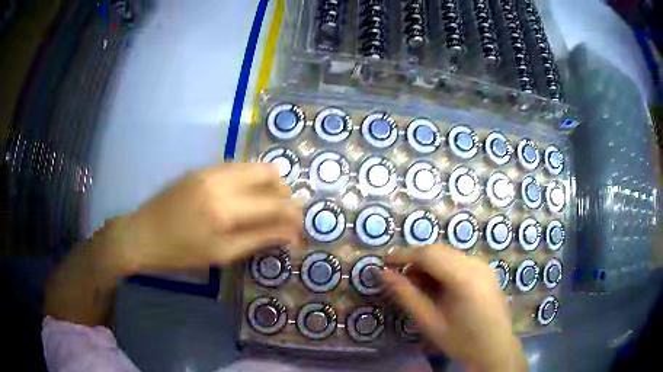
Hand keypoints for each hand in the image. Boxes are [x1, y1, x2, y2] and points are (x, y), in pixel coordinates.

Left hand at [118, 162, 302, 272]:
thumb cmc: (180, 254)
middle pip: (269, 173)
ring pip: (253, 165)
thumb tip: (291, 235)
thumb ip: (259, 240)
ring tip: (265, 207)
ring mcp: (209, 169)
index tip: (299, 229)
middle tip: (282, 216)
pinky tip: (243, 198)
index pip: (275, 205)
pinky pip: (236, 166)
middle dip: (284, 194)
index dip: (293, 216)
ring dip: (268, 184)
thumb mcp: (221, 254)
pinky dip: (249, 179)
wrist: (142, 235)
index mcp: (225, 209)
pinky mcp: (201, 168)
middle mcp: (220, 180)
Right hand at [382, 245, 526, 371]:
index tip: (384, 261)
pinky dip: (444, 268)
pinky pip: (460, 261)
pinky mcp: (487, 270)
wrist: (494, 348)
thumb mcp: (429, 322)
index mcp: (463, 277)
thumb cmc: (461, 340)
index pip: (428, 254)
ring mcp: (484, 265)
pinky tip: (439, 287)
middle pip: (439, 251)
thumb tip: (384, 274)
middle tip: (400, 279)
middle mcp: (476, 264)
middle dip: (416, 260)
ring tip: (418, 286)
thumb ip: (406, 295)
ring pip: (449, 254)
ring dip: (430, 265)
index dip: (403, 255)